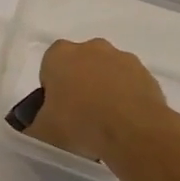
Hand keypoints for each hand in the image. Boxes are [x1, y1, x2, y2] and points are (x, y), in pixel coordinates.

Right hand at [25, 37, 179, 167]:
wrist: (133, 132)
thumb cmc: (78, 124)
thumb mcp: (42, 132)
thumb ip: (32, 127)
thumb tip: (32, 129)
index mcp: (60, 54)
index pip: (49, 65)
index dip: (51, 88)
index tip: (56, 109)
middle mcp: (92, 48)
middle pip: (80, 65)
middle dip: (79, 85)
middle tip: (78, 116)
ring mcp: (123, 59)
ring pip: (107, 73)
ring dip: (104, 91)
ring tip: (104, 124)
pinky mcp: (147, 75)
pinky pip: (130, 86)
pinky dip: (126, 100)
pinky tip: (124, 124)